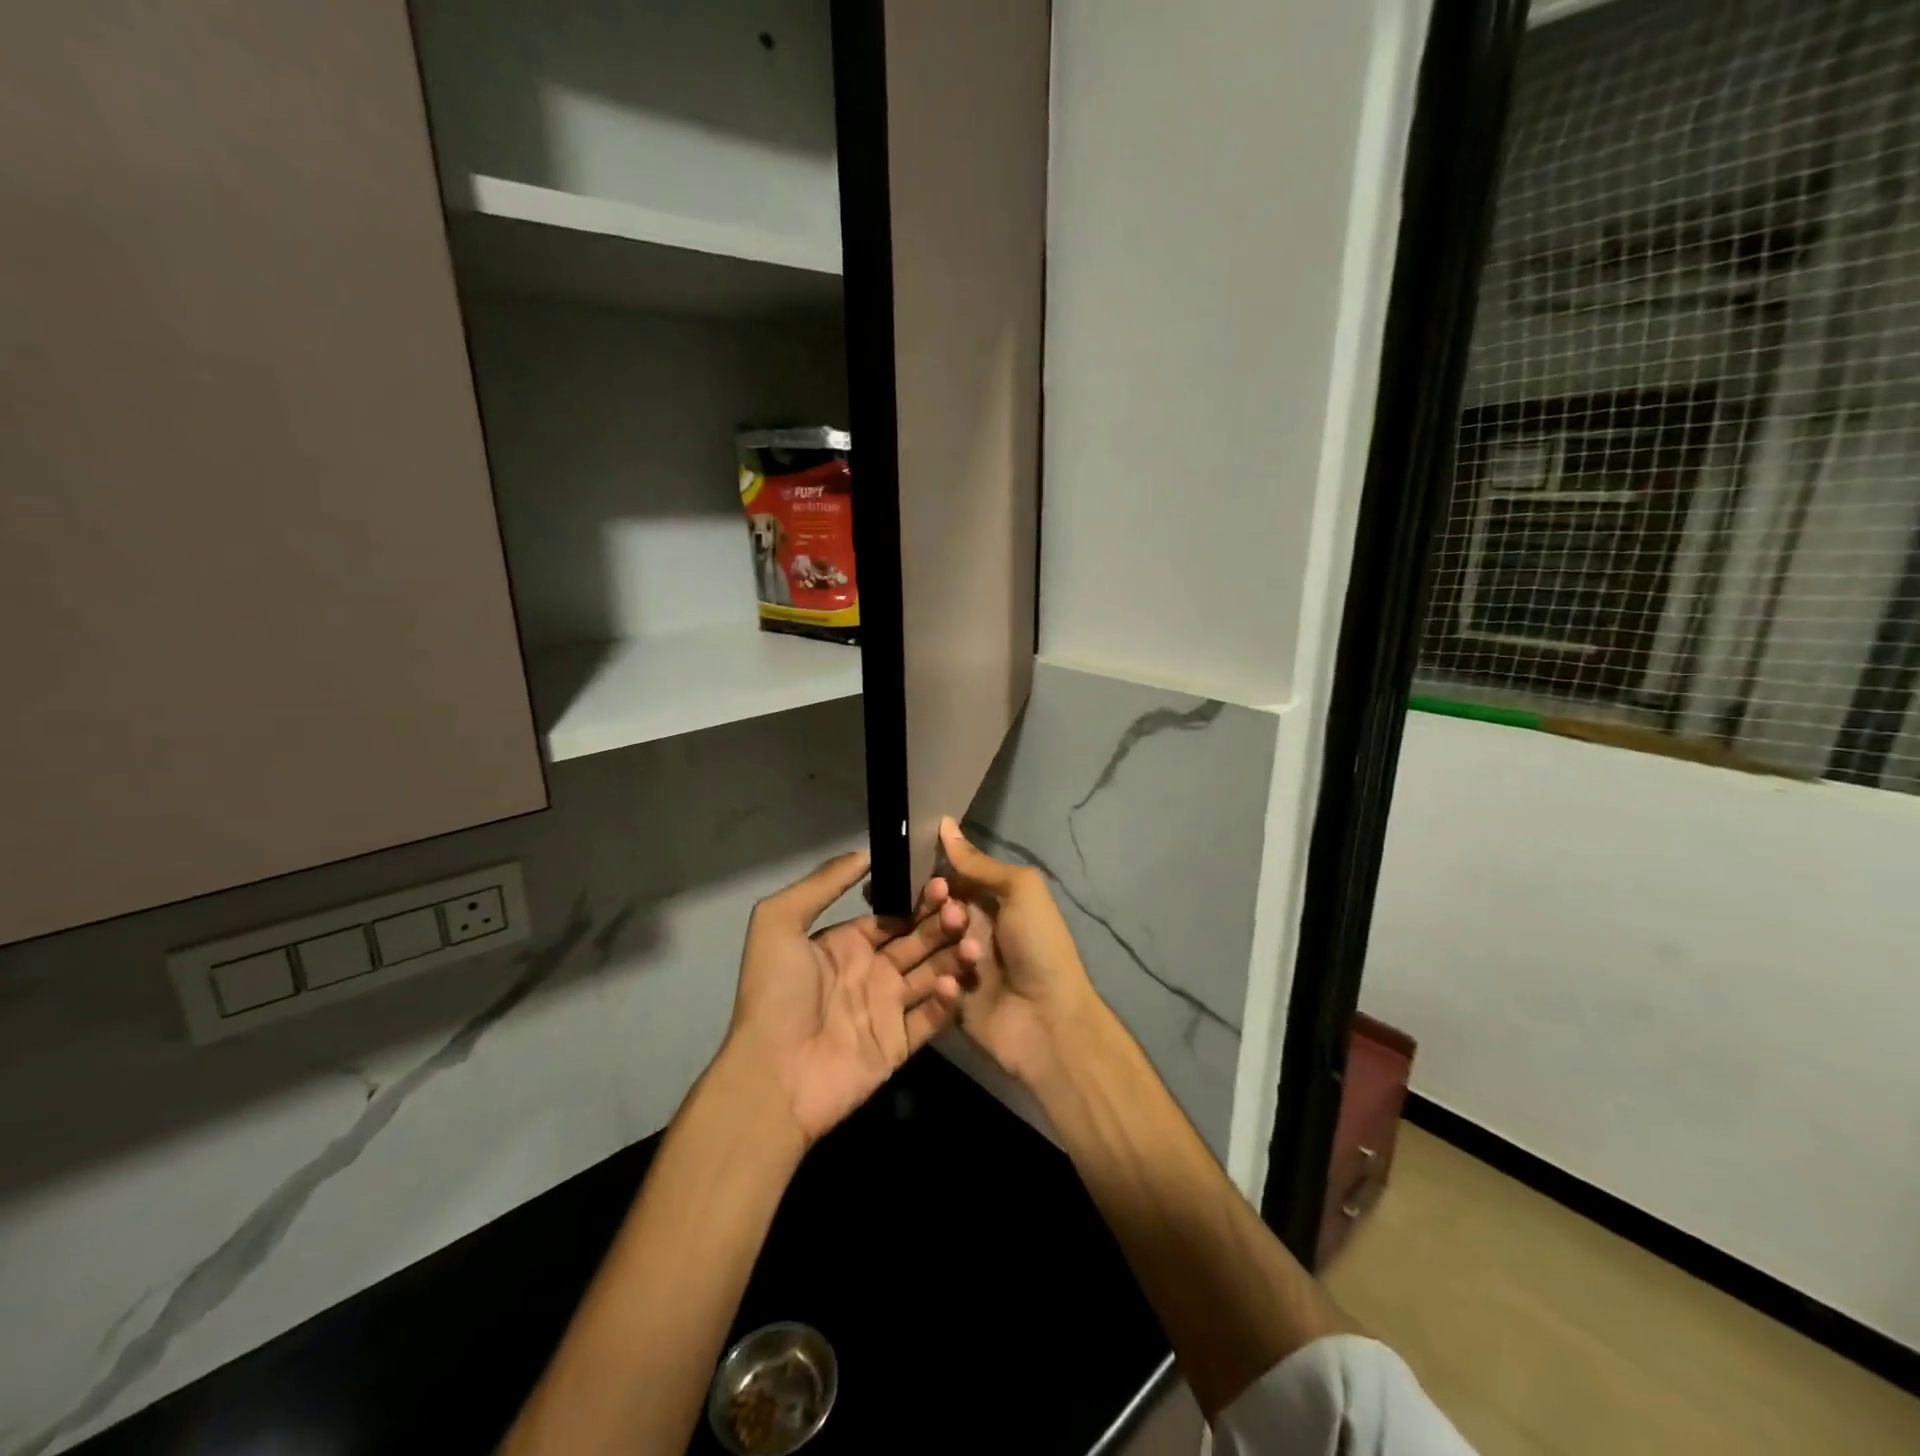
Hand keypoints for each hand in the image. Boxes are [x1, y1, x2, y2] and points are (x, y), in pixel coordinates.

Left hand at [725, 849, 977, 1144]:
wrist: (773, 1075)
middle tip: (961, 910)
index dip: (918, 899)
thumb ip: (822, 883)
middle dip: (941, 923)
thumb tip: (866, 852)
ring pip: (932, 974)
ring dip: (952, 957)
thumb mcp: (780, 922)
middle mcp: (872, 971)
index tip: (944, 881)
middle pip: (918, 940)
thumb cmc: (776, 993)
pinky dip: (945, 1001)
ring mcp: (888, 1009)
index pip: (894, 915)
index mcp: (848, 943)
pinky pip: (931, 1018)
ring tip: (970, 941)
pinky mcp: (900, 1045)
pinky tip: (949, 983)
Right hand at [937, 818, 1100, 1085]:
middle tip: (938, 911)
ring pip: (924, 943)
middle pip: (931, 910)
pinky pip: (924, 978)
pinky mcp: (943, 997)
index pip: (948, 879)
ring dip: (934, 939)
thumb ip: (979, 864)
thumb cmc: (1039, 947)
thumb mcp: (1020, 891)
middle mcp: (968, 929)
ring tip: (957, 945)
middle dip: (927, 905)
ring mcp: (954, 965)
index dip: (929, 871)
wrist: (1048, 1021)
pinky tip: (944, 976)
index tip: (904, 863)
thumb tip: (944, 824)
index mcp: (989, 902)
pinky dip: (931, 974)